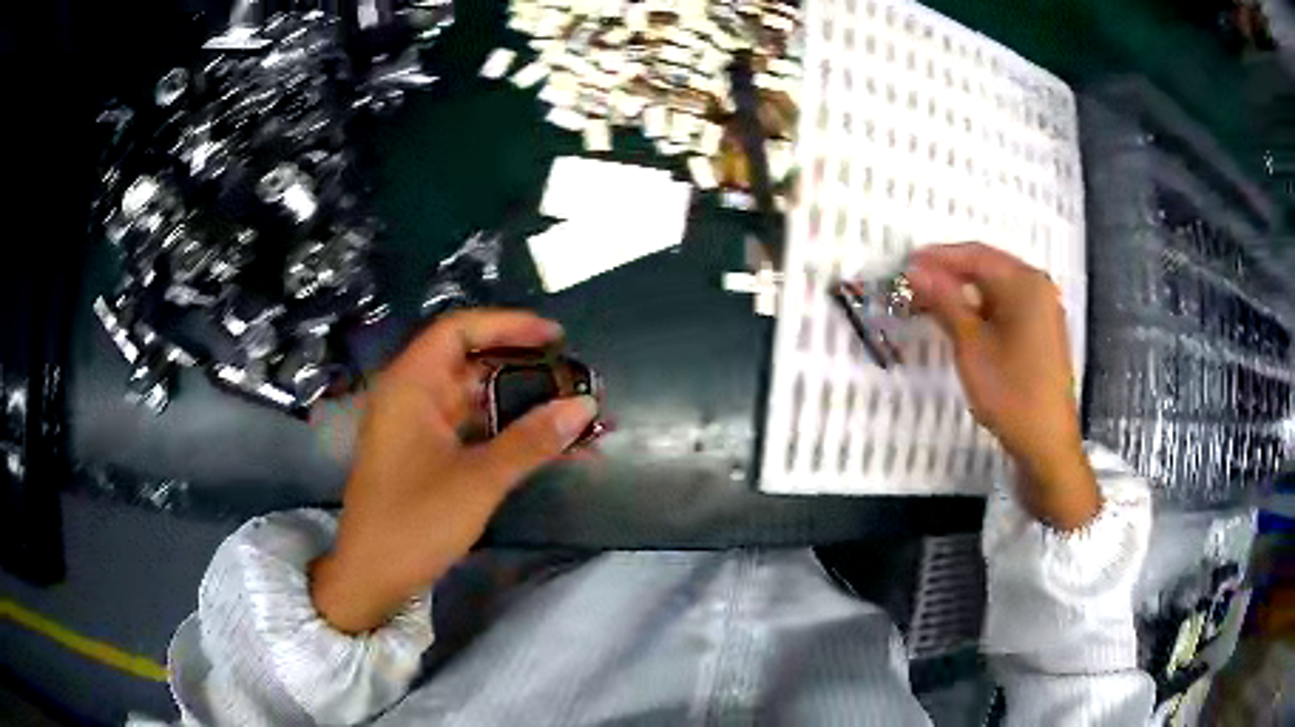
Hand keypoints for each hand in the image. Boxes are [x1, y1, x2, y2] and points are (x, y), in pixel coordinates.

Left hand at [310, 310, 597, 632]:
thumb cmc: (414, 521)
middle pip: (472, 363)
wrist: (372, 577)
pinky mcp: (428, 454)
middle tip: (574, 380)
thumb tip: (584, 406)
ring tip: (573, 414)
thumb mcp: (478, 480)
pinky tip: (550, 447)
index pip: (459, 330)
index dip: (508, 325)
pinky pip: (474, 430)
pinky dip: (508, 434)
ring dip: (522, 406)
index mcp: (411, 384)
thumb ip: (531, 440)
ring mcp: (419, 426)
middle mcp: (413, 395)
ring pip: (477, 400)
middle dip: (525, 370)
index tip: (556, 338)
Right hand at [906, 243, 1099, 529]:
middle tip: (913, 285)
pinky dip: (981, 310)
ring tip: (929, 303)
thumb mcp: (971, 344)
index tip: (905, 264)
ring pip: (996, 289)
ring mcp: (1043, 310)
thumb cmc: (1010, 391)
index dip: (938, 257)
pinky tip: (960, 322)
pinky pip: (1006, 307)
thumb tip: (915, 269)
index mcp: (1025, 281)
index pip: (975, 254)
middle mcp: (1038, 287)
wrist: (1046, 443)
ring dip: (963, 293)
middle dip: (949, 274)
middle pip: (987, 268)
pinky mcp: (1041, 332)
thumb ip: (944, 300)